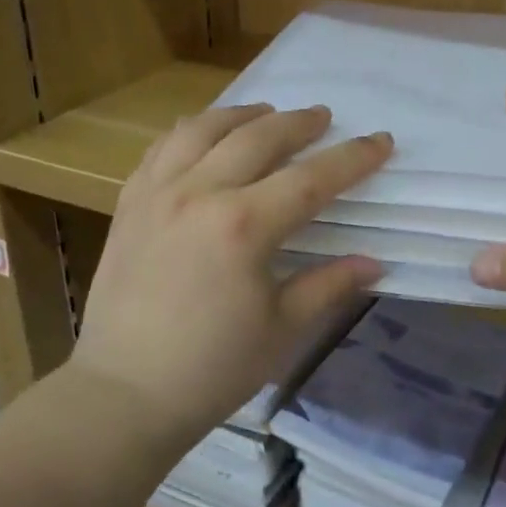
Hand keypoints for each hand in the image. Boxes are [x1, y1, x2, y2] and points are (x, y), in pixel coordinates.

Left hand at [70, 104, 390, 443]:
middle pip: (257, 137)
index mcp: (243, 226)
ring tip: (264, 113)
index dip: (352, 159)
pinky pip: (161, 150)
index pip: (311, 179)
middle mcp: (199, 194)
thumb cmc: (212, 369)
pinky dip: (190, 133)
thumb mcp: (283, 329)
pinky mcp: (129, 205)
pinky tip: (204, 137)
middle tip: (323, 118)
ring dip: (241, 115)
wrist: (124, 393)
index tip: (381, 141)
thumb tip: (375, 263)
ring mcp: (156, 194)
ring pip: (202, 129)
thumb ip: (329, 286)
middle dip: (298, 123)